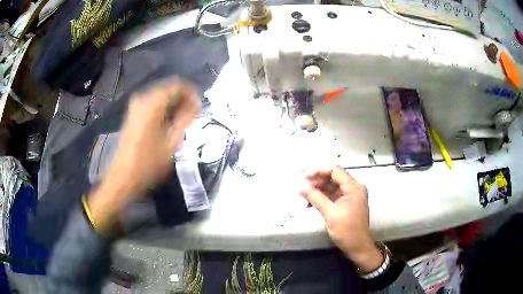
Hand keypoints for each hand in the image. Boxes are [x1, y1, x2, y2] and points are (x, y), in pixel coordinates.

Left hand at [88, 78, 200, 231]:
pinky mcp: (132, 115)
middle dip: (183, 100)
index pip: (177, 85)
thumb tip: (196, 105)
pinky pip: (152, 105)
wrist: (124, 177)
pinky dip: (163, 111)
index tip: (199, 107)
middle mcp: (142, 99)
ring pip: (160, 98)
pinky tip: (169, 125)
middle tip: (193, 117)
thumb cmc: (148, 162)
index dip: (192, 93)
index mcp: (152, 103)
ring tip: (183, 123)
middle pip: (168, 90)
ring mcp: (135, 107)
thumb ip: (185, 119)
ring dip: (173, 106)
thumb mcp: (171, 142)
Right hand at [300, 167, 383, 272]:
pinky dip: (323, 197)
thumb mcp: (330, 214)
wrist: (358, 247)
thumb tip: (300, 186)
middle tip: (302, 187)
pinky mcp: (347, 204)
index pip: (335, 171)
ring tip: (304, 195)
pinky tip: (311, 203)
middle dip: (317, 181)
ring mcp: (351, 196)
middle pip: (334, 178)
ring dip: (319, 190)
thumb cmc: (347, 230)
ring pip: (332, 187)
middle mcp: (354, 188)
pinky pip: (334, 196)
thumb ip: (315, 198)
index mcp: (354, 187)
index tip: (304, 178)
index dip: (319, 172)